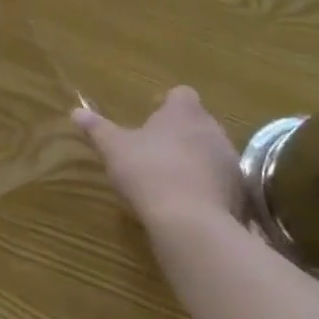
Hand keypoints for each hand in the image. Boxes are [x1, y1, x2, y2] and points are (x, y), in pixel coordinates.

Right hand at [74, 86, 244, 226]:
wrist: (190, 223)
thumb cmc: (148, 172)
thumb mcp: (114, 149)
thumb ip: (97, 129)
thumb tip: (76, 111)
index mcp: (183, 111)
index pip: (181, 95)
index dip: (168, 105)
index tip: (153, 121)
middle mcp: (212, 128)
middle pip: (199, 123)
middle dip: (182, 134)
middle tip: (158, 152)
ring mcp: (230, 160)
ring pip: (212, 152)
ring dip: (198, 161)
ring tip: (174, 182)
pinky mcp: (241, 192)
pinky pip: (223, 182)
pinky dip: (211, 188)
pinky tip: (191, 205)